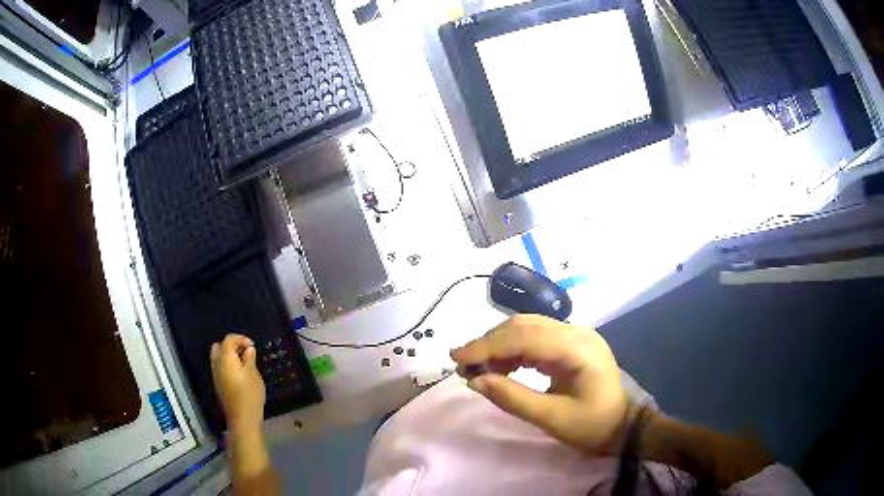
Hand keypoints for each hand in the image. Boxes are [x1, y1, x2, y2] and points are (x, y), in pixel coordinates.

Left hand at [210, 334, 265, 433]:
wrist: (242, 418)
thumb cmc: (250, 395)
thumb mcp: (254, 375)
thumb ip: (249, 359)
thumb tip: (248, 349)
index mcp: (226, 359)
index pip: (229, 340)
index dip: (240, 339)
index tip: (252, 346)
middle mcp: (217, 364)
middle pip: (219, 346)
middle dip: (231, 345)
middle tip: (245, 352)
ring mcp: (216, 375)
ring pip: (217, 357)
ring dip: (228, 355)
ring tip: (243, 362)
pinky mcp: (218, 384)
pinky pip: (219, 367)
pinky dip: (227, 365)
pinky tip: (239, 373)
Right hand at [450, 315, 630, 454]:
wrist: (623, 426)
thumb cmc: (592, 426)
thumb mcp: (552, 418)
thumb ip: (513, 398)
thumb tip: (475, 380)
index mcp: (577, 348)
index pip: (524, 337)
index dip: (487, 346)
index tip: (456, 358)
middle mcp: (576, 332)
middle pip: (524, 326)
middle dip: (489, 343)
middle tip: (462, 364)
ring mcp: (575, 335)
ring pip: (527, 328)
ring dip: (499, 345)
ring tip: (478, 368)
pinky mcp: (571, 344)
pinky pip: (535, 338)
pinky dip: (513, 350)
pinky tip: (502, 368)